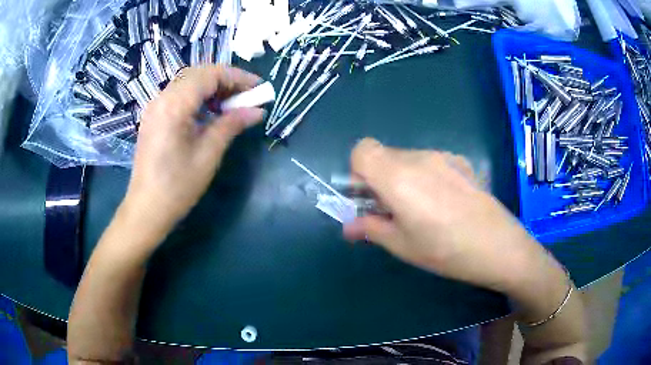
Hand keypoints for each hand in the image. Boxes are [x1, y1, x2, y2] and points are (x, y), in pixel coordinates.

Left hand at [122, 66, 263, 241]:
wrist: (147, 209)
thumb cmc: (177, 186)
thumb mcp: (208, 154)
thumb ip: (232, 124)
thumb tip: (257, 111)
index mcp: (174, 105)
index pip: (210, 75)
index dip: (237, 77)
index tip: (259, 87)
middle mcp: (162, 98)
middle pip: (198, 74)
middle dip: (226, 80)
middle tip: (247, 96)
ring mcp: (155, 106)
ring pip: (188, 82)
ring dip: (212, 87)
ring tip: (232, 104)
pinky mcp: (154, 116)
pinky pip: (179, 95)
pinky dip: (198, 97)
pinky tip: (210, 112)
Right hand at [344, 138, 550, 292]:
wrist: (499, 246)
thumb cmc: (446, 251)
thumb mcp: (402, 246)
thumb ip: (371, 228)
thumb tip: (349, 226)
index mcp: (398, 177)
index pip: (362, 150)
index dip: (358, 172)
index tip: (369, 198)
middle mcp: (419, 158)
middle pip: (384, 155)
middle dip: (379, 179)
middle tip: (393, 210)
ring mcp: (443, 157)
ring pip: (408, 158)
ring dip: (403, 179)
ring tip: (422, 210)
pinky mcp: (461, 161)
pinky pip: (431, 162)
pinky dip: (425, 177)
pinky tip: (445, 203)